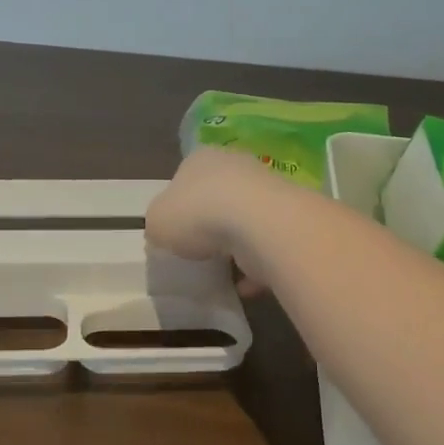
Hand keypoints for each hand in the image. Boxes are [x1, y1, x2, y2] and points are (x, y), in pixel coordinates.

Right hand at [146, 147, 280, 294]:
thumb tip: (166, 230)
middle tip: (198, 249)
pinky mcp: (286, 218)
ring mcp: (265, 190)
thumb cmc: (198, 214)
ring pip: (244, 220)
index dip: (178, 204)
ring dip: (235, 244)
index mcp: (200, 159)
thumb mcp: (157, 221)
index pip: (185, 176)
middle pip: (217, 196)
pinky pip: (265, 245)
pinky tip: (244, 284)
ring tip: (221, 270)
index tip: (175, 230)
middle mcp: (234, 166)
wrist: (259, 225)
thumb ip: (158, 224)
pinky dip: (256, 264)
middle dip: (209, 222)